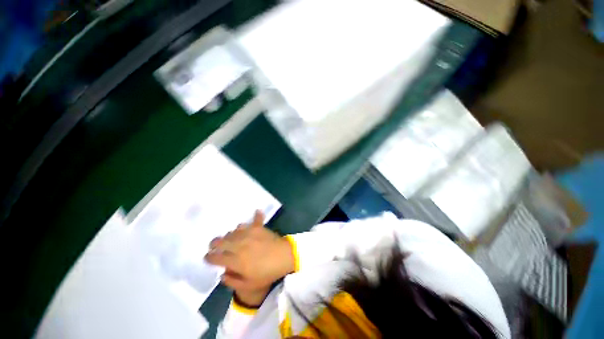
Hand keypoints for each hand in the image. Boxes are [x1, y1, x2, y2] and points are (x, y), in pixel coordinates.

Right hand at [205, 211, 294, 305]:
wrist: (283, 257)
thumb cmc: (267, 273)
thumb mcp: (249, 285)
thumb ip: (232, 281)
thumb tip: (222, 274)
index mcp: (235, 260)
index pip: (216, 257)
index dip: (209, 258)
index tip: (208, 257)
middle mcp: (239, 245)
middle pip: (221, 241)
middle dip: (214, 244)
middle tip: (214, 246)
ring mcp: (249, 234)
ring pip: (234, 231)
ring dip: (230, 234)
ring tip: (231, 237)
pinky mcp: (259, 227)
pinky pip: (255, 219)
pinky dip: (255, 216)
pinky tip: (256, 211)